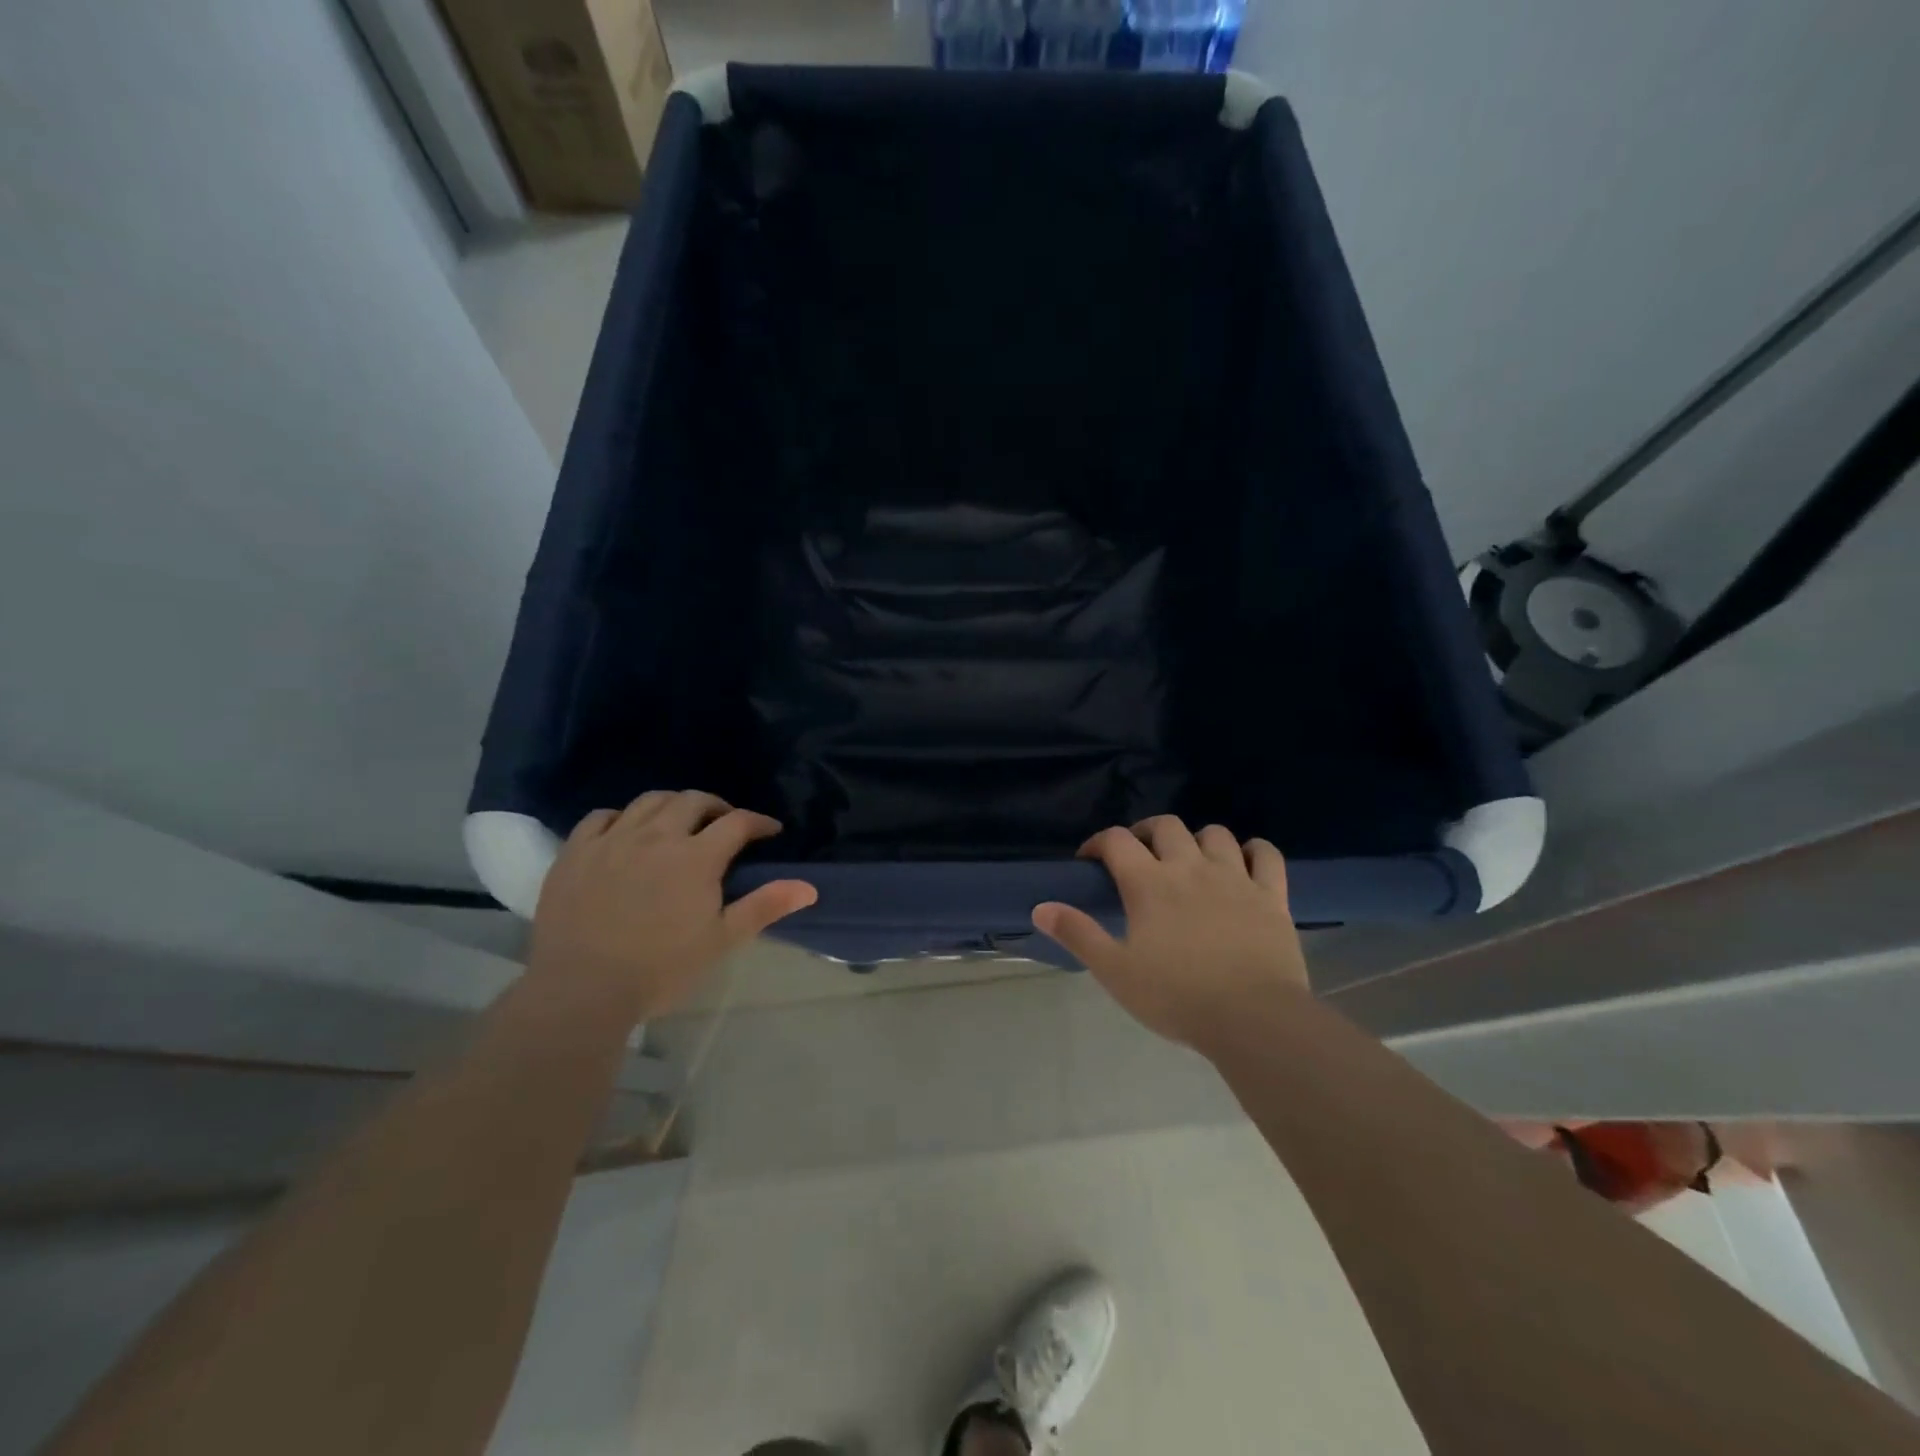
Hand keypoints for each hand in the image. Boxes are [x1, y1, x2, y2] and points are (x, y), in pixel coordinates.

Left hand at [527, 791, 816, 1020]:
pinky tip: (626, 831)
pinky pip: (601, 816)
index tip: (770, 831)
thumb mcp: (721, 940)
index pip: (737, 823)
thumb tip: (809, 887)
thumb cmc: (660, 969)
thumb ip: (764, 907)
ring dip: (673, 804)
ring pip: (649, 801)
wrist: (581, 990)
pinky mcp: (576, 852)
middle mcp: (656, 836)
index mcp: (696, 857)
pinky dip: (622, 816)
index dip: (759, 822)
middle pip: (693, 801)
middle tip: (726, 823)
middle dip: (717, 807)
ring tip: (680, 821)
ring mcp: (612, 840)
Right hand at [1032, 816, 1308, 1047]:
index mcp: (1149, 883)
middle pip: (1166, 826)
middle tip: (1139, 855)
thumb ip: (1078, 934)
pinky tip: (1245, 862)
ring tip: (1190, 860)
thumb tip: (1040, 907)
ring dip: (1197, 840)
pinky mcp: (1271, 895)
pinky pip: (1266, 854)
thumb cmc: (1176, 997)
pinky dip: (1253, 851)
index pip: (1117, 840)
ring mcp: (1235, 877)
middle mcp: (1190, 867)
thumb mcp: (1115, 971)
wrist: (1253, 1019)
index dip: (1098, 842)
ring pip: (1215, 834)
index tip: (1090, 860)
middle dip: (1146, 832)